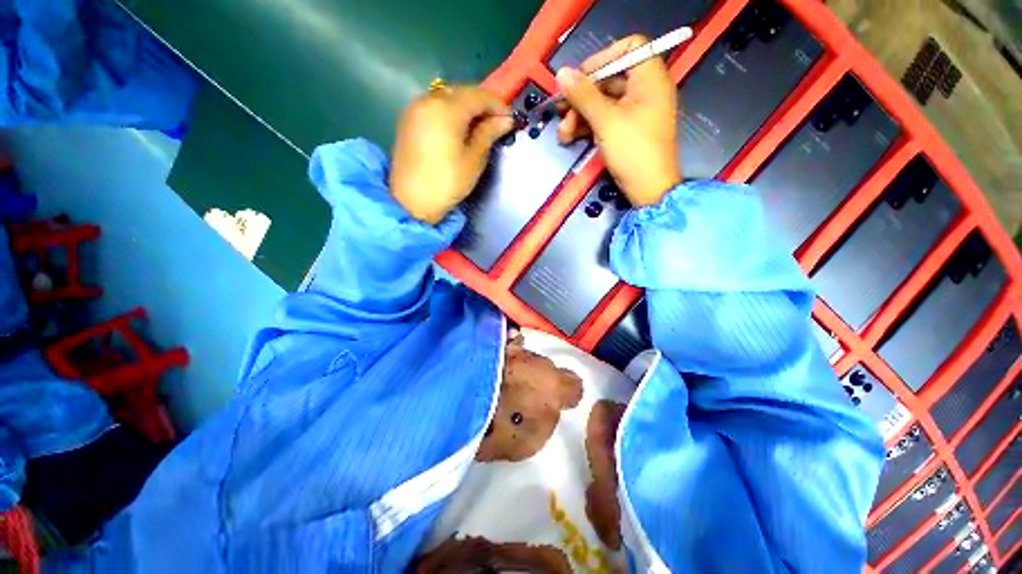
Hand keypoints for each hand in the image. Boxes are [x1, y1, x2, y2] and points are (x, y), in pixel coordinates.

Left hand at [390, 87, 513, 224]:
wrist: (411, 202)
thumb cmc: (447, 182)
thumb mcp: (473, 159)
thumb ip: (489, 133)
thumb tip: (505, 120)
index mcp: (446, 108)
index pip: (479, 96)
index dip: (498, 106)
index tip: (510, 120)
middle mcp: (428, 99)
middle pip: (462, 92)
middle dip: (482, 105)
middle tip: (497, 125)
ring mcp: (415, 108)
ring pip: (448, 97)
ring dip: (467, 108)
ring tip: (480, 128)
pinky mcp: (409, 119)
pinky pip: (435, 107)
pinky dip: (451, 113)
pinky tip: (459, 129)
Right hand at [556, 35, 680, 206]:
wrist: (648, 189)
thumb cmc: (633, 150)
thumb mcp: (606, 121)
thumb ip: (583, 95)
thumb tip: (562, 73)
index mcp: (650, 77)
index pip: (628, 48)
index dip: (602, 58)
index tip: (580, 78)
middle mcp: (645, 89)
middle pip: (609, 78)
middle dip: (582, 96)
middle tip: (561, 111)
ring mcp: (636, 111)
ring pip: (603, 102)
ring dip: (580, 115)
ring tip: (563, 133)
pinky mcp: (627, 130)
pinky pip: (605, 119)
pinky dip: (588, 126)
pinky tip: (571, 137)